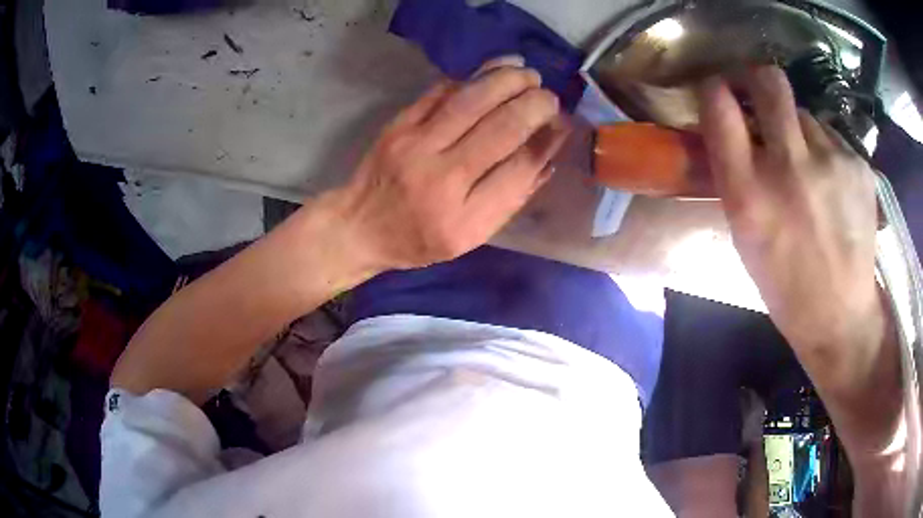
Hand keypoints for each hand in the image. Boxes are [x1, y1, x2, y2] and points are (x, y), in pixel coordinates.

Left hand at [332, 56, 568, 270]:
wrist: (359, 226)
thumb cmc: (419, 239)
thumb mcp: (470, 237)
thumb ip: (510, 198)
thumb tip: (547, 155)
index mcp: (464, 217)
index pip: (519, 168)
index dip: (547, 140)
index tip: (562, 124)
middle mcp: (441, 178)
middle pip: (501, 128)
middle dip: (535, 104)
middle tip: (550, 96)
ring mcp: (416, 145)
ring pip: (472, 100)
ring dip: (507, 80)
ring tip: (528, 74)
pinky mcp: (399, 124)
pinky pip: (442, 91)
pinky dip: (473, 77)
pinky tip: (494, 70)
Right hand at [698, 67, 900, 465]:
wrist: (841, 317)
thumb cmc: (785, 284)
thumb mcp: (744, 235)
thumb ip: (736, 174)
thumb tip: (737, 126)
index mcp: (749, 193)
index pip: (719, 106)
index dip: (714, 88)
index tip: (717, 90)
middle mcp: (789, 166)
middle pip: (768, 80)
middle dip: (756, 78)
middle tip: (757, 93)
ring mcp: (831, 162)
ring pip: (805, 113)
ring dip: (798, 130)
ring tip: (809, 167)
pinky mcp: (859, 165)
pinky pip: (832, 138)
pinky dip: (826, 151)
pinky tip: (833, 185)